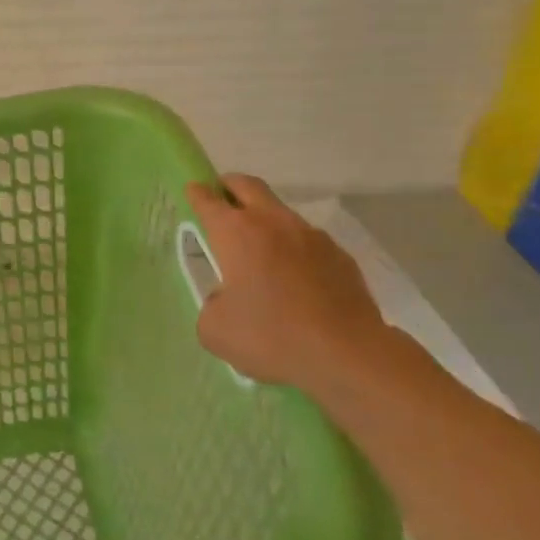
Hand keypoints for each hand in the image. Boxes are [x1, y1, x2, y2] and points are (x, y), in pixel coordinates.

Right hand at [186, 174, 395, 394]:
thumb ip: (211, 305)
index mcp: (236, 233)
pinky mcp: (340, 256)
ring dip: (264, 220)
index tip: (192, 190)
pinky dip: (294, 249)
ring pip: (280, 212)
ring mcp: (311, 236)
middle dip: (229, 186)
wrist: (347, 354)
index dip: (197, 193)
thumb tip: (224, 299)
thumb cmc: (270, 336)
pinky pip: (308, 242)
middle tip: (221, 198)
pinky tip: (295, 279)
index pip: (208, 200)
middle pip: (247, 186)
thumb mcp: (215, 330)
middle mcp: (273, 223)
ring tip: (259, 250)